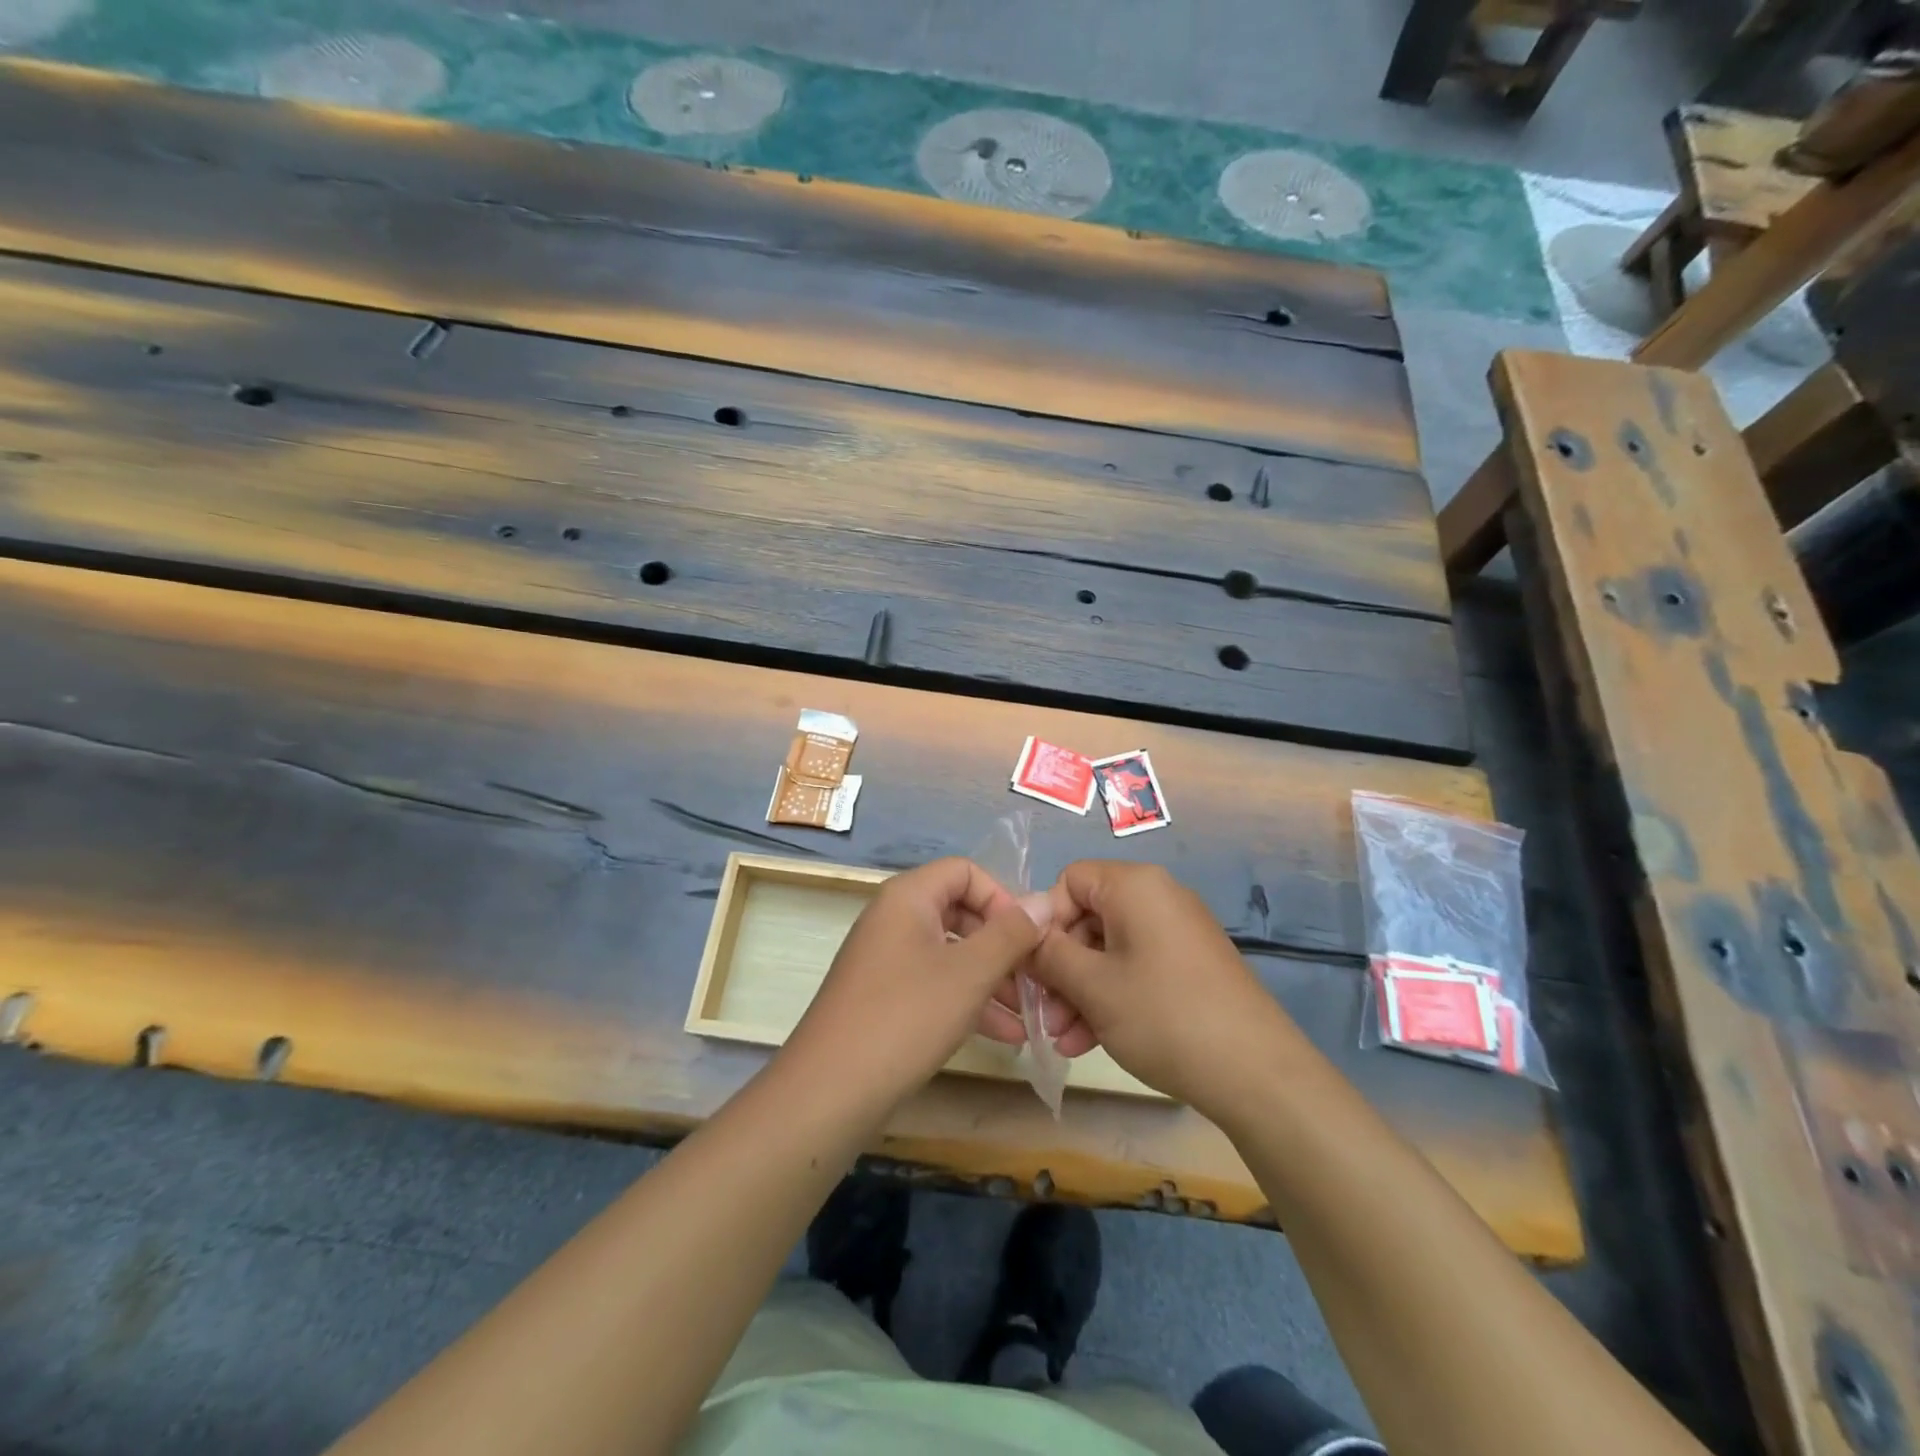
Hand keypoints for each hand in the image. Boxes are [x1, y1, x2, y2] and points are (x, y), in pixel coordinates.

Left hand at [784, 857, 1049, 1109]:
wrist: (829, 1091)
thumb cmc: (905, 1016)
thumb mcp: (969, 973)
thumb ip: (1011, 934)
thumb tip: (1045, 901)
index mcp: (908, 897)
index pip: (965, 871)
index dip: (1001, 898)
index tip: (1027, 937)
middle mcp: (894, 918)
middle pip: (961, 912)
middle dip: (1003, 944)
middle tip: (1035, 977)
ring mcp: (886, 959)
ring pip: (952, 953)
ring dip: (992, 978)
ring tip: (1030, 1015)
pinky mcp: (884, 996)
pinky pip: (935, 983)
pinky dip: (968, 1000)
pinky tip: (1005, 1035)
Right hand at [1030, 861, 1304, 1112]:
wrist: (1258, 1074)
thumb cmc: (1164, 1016)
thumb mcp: (1093, 986)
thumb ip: (1048, 954)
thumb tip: (1023, 933)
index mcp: (1135, 886)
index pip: (1070, 881)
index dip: (1045, 920)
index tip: (1033, 967)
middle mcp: (1158, 898)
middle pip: (1088, 918)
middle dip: (1060, 967)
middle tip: (1043, 1015)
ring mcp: (1177, 933)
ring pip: (1109, 950)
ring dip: (1079, 990)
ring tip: (1062, 1040)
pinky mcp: (1190, 966)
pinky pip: (1135, 968)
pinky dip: (1110, 997)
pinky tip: (1089, 1042)